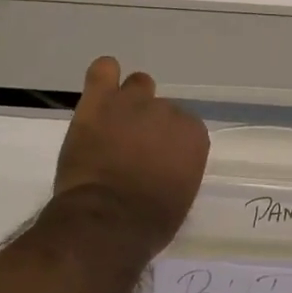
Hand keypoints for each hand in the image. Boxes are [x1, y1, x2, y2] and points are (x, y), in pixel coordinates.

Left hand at [53, 56, 209, 254]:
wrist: (106, 221)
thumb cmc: (149, 222)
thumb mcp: (180, 195)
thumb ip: (179, 167)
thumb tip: (165, 163)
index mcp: (193, 136)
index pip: (185, 127)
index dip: (168, 142)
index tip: (157, 159)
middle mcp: (167, 111)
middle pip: (160, 107)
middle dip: (148, 125)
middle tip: (132, 148)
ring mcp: (131, 103)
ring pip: (137, 85)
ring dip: (129, 102)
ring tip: (115, 123)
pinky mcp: (98, 101)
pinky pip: (103, 70)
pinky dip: (103, 77)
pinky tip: (100, 91)